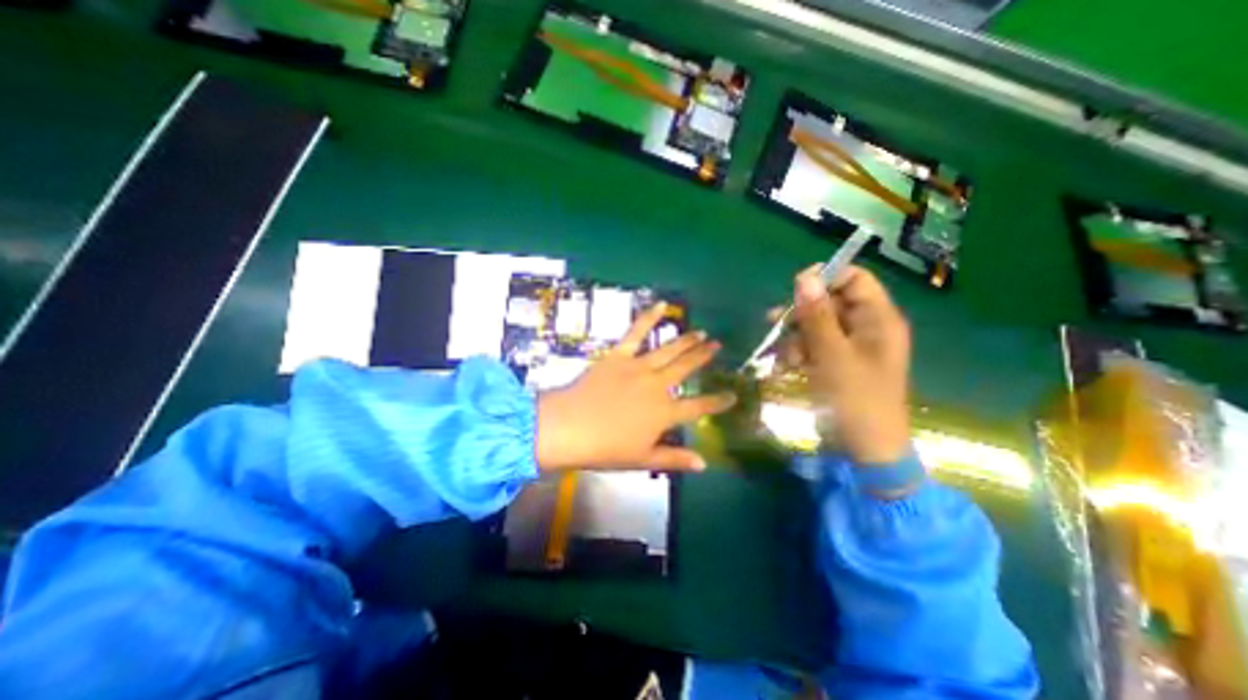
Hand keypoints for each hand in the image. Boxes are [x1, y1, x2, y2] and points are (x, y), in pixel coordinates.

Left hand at [533, 303, 732, 471]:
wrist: (569, 427)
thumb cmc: (605, 448)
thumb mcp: (642, 459)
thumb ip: (674, 458)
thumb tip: (704, 464)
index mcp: (664, 413)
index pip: (698, 407)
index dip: (717, 401)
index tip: (732, 395)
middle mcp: (657, 386)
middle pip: (686, 368)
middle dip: (704, 356)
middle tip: (717, 345)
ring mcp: (639, 367)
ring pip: (669, 350)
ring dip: (686, 340)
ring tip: (700, 331)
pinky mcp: (619, 355)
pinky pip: (636, 332)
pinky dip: (649, 317)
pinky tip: (662, 305)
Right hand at [789, 266, 914, 461]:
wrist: (865, 447)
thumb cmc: (855, 398)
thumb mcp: (832, 355)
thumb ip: (816, 316)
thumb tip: (804, 277)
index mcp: (878, 319)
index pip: (854, 279)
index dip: (825, 279)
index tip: (794, 290)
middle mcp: (866, 327)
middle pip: (830, 301)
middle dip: (802, 313)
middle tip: (776, 324)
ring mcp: (851, 346)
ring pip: (817, 324)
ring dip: (796, 336)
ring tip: (786, 357)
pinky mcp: (837, 362)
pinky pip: (814, 345)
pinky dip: (799, 352)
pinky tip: (789, 366)